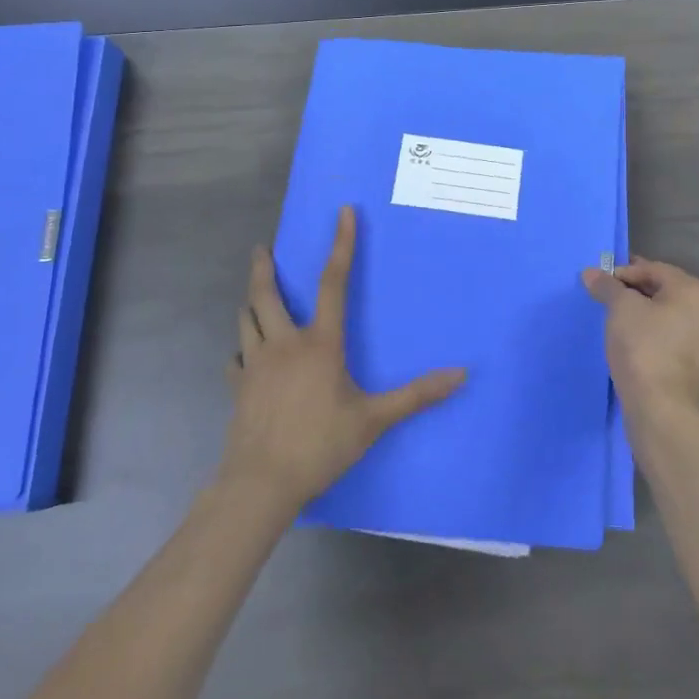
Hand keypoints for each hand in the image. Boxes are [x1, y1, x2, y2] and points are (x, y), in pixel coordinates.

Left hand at [217, 206, 465, 512]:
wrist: (260, 484)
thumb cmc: (320, 445)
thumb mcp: (374, 420)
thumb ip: (416, 395)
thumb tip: (461, 374)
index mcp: (320, 343)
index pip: (333, 282)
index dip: (341, 245)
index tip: (343, 213)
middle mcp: (285, 344)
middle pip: (267, 295)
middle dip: (264, 268)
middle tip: (261, 248)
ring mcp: (256, 365)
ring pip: (247, 320)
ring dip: (251, 302)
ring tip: (254, 294)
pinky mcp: (238, 388)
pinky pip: (237, 358)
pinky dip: (243, 348)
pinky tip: (246, 354)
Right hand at [581, 258, 698, 426]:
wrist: (662, 411)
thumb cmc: (643, 348)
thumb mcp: (620, 309)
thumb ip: (607, 286)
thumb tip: (591, 273)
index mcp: (696, 291)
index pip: (654, 270)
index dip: (625, 273)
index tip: (602, 283)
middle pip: (668, 292)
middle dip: (638, 293)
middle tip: (611, 301)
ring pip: (675, 318)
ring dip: (650, 317)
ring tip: (623, 325)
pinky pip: (679, 343)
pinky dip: (661, 340)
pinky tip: (641, 349)